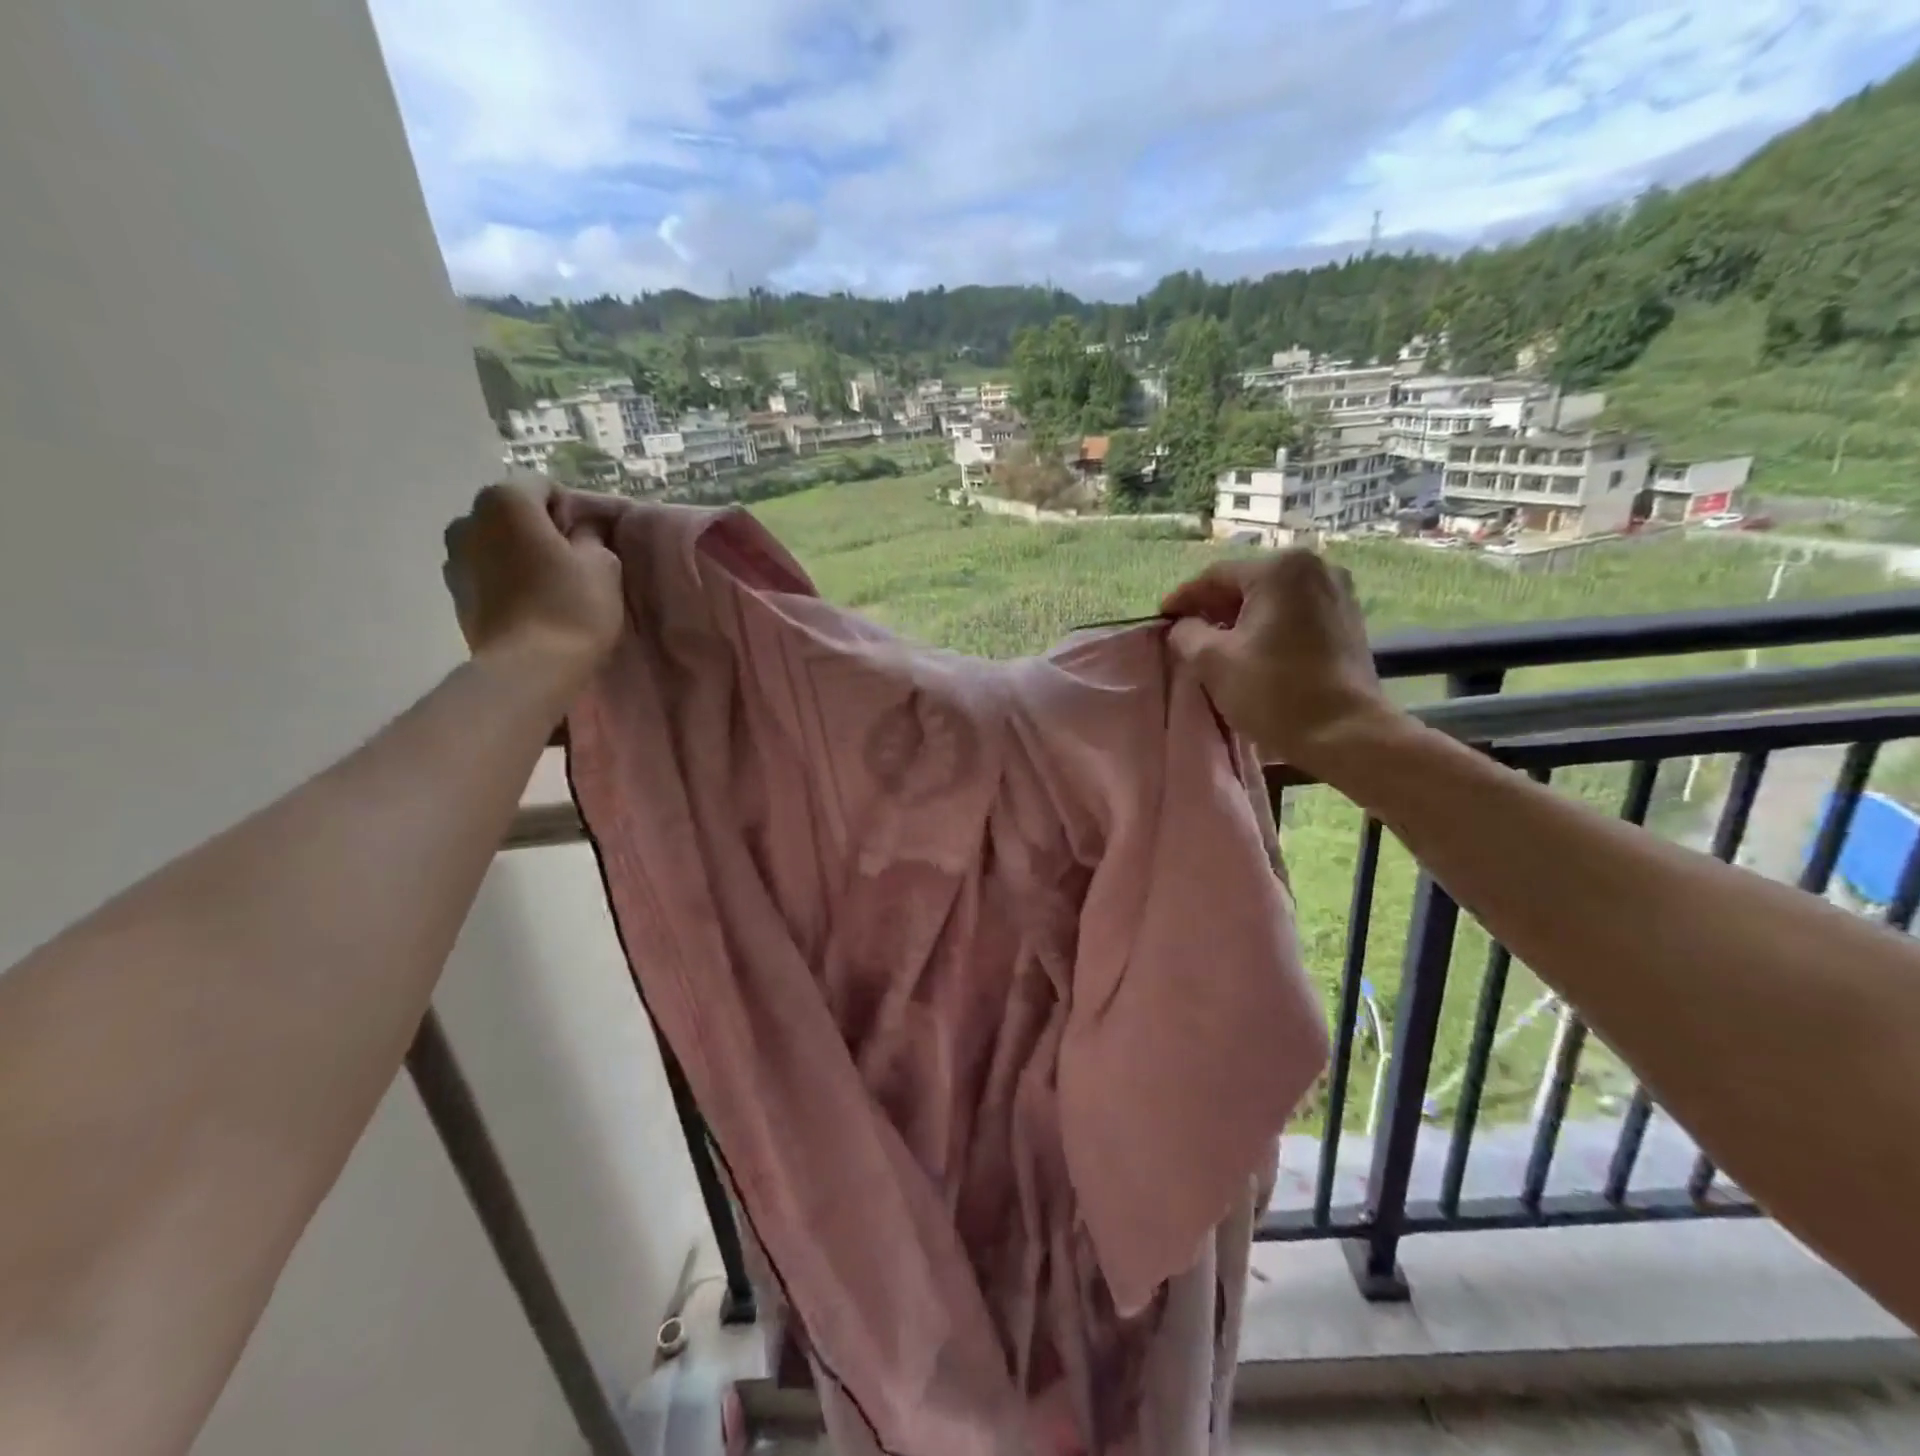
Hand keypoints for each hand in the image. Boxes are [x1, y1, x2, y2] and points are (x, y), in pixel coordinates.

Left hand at [442, 484, 623, 675]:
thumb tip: (580, 530)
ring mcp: (454, 558)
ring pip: (496, 544)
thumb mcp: (603, 565)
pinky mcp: (454, 594)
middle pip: (512, 514)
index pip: (542, 486)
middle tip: (571, 562)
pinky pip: (487, 573)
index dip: (570, 509)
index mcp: (506, 502)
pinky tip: (531, 606)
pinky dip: (506, 580)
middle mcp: (469, 520)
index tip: (588, 540)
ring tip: (549, 587)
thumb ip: (590, 536)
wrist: (531, 668)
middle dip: (539, 530)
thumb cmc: (573, 607)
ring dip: (519, 555)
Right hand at [1160, 550, 1398, 767]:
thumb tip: (1182, 627)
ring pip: (1272, 600)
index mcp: (1280, 569)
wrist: (1345, 733)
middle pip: (1247, 584)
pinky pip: (1295, 614)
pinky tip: (1253, 652)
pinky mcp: (1348, 620)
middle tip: (1186, 634)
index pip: (1215, 577)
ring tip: (1216, 646)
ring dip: (1241, 619)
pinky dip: (1269, 627)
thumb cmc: (1275, 692)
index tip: (1161, 620)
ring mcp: (1338, 593)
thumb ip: (1186, 634)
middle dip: (1213, 609)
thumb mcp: (1213, 661)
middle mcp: (1315, 568)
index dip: (1183, 599)